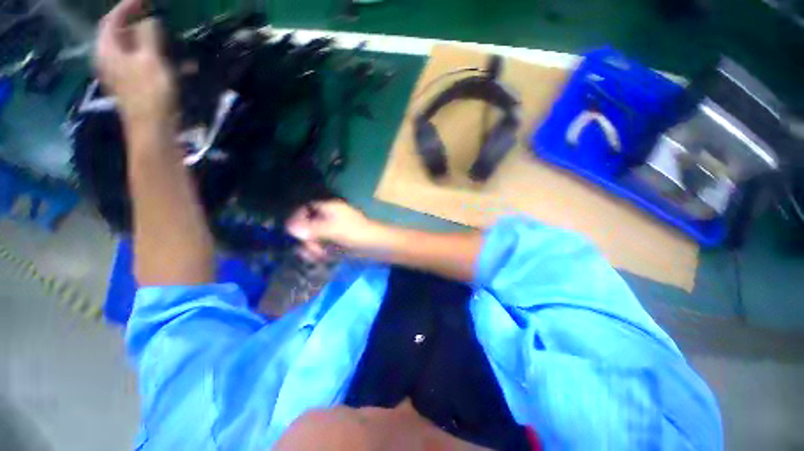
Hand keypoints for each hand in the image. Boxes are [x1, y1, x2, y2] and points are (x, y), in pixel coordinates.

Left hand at [95, 0, 176, 131]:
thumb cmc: (150, 93)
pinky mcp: (134, 87)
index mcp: (108, 51)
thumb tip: (148, 20)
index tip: (143, 0)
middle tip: (154, 17)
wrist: (153, 129)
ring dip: (151, 44)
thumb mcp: (150, 60)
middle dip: (136, 24)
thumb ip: (148, 35)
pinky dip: (158, 61)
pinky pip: (143, 66)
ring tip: (169, 41)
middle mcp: (110, 61)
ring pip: (133, 50)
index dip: (126, 7)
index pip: (111, 20)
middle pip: (119, 35)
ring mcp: (121, 75)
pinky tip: (179, 65)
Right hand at [285, 200, 382, 260]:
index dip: (298, 219)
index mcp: (329, 208)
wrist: (378, 246)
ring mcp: (333, 231)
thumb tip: (289, 227)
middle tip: (313, 249)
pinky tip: (323, 258)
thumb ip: (311, 228)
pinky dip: (320, 252)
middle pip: (308, 226)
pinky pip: (323, 247)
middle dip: (307, 238)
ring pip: (314, 238)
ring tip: (320, 255)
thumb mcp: (332, 229)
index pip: (306, 209)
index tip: (293, 233)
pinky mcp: (337, 243)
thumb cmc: (356, 233)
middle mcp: (329, 218)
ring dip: (313, 247)